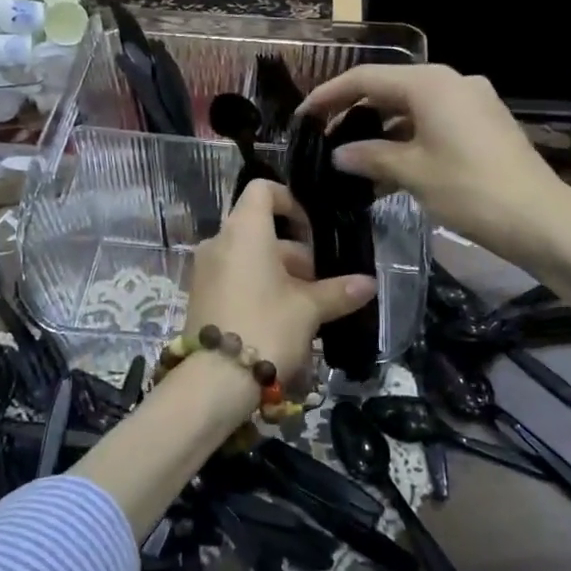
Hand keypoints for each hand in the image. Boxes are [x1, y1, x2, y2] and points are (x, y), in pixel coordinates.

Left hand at [185, 181, 375, 410]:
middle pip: (260, 228)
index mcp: (244, 230)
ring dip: (279, 273)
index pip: (263, 190)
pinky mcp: (201, 295)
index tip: (312, 230)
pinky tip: (282, 318)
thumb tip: (369, 284)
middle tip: (319, 283)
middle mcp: (219, 241)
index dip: (290, 202)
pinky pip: (234, 276)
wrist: (213, 381)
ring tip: (306, 306)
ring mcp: (205, 269)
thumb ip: (338, 292)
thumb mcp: (309, 309)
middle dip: (294, 252)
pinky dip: (258, 286)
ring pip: (249, 256)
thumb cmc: (266, 328)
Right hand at [298, 64, 570, 264]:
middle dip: (354, 112)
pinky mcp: (484, 126)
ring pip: (412, 108)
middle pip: (390, 89)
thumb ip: (369, 156)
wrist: (541, 220)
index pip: (366, 78)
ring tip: (352, 158)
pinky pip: (434, 124)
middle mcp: (452, 82)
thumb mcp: (412, 172)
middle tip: (323, 137)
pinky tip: (388, 169)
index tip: (303, 116)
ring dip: (381, 130)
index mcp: (431, 83)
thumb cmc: (470, 189)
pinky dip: (407, 140)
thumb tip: (337, 154)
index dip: (329, 95)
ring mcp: (472, 103)